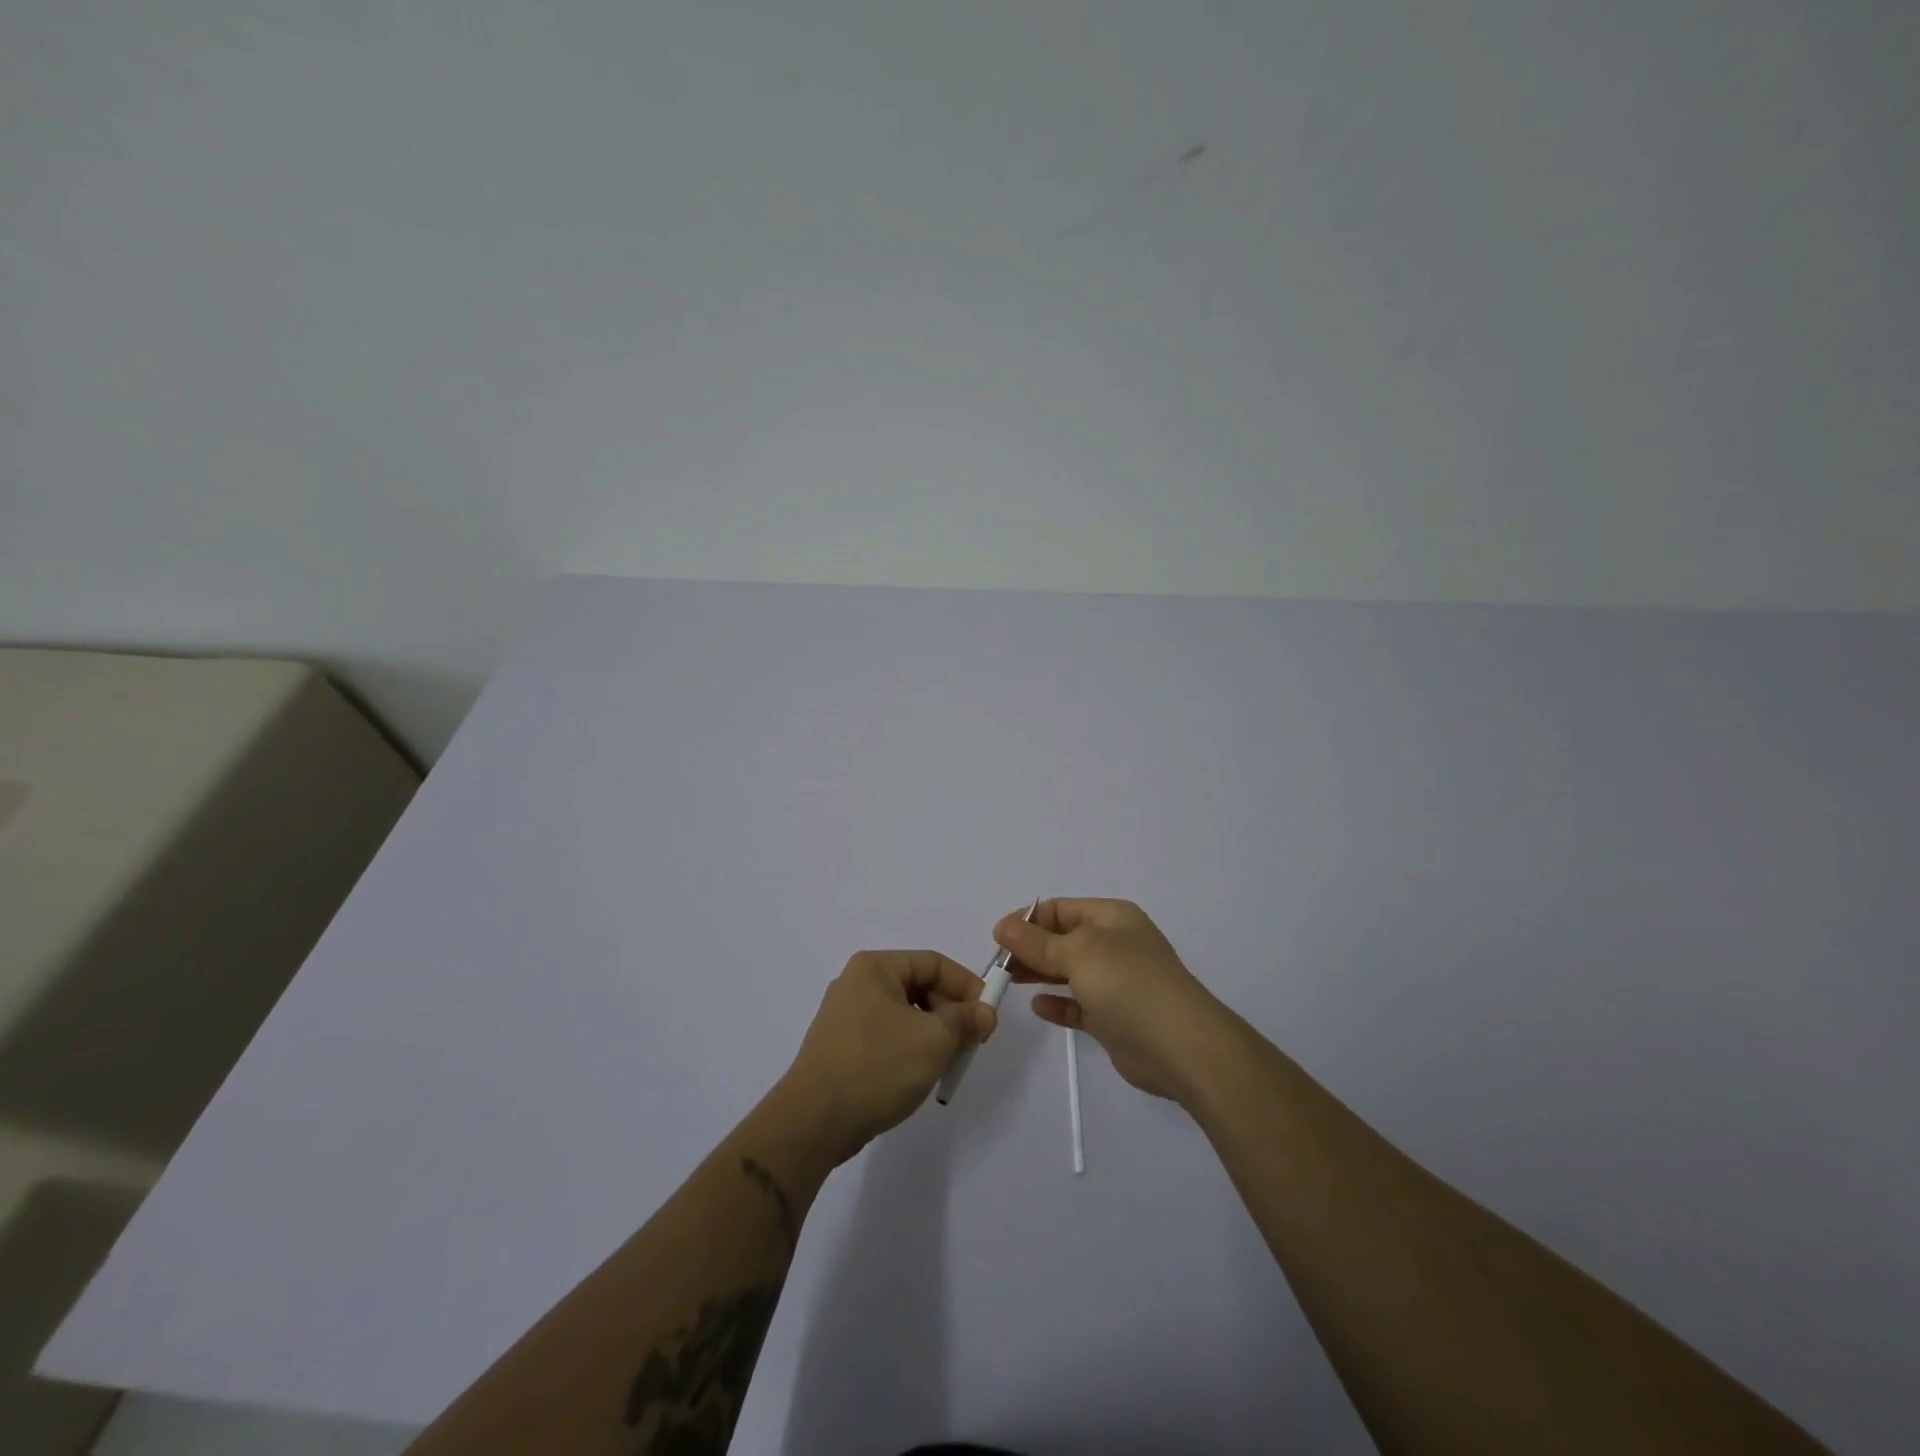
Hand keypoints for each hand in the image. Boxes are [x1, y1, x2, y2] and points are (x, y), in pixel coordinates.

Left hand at [783, 950, 994, 1162]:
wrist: (814, 1121)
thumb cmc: (878, 1066)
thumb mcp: (934, 1040)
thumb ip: (965, 1020)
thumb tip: (984, 1012)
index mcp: (875, 968)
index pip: (934, 963)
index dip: (966, 985)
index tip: (988, 1016)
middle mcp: (856, 983)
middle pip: (919, 987)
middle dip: (950, 1014)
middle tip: (970, 1045)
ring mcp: (844, 1017)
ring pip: (904, 1015)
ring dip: (932, 1035)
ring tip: (946, 1064)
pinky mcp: (839, 1047)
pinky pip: (886, 1037)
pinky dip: (908, 1050)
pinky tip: (917, 1076)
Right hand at [995, 899, 1233, 1103]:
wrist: (1180, 1046)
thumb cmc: (1128, 983)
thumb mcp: (1079, 952)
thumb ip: (1038, 942)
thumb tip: (1004, 926)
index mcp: (1112, 917)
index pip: (1060, 908)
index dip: (1027, 919)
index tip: (997, 937)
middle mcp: (1115, 945)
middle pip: (1063, 939)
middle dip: (1030, 947)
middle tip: (998, 964)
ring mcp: (1116, 982)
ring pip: (1068, 971)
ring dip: (1039, 973)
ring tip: (1007, 981)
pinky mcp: (1114, 1018)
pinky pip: (1079, 1005)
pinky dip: (1058, 1004)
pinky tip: (1038, 1007)